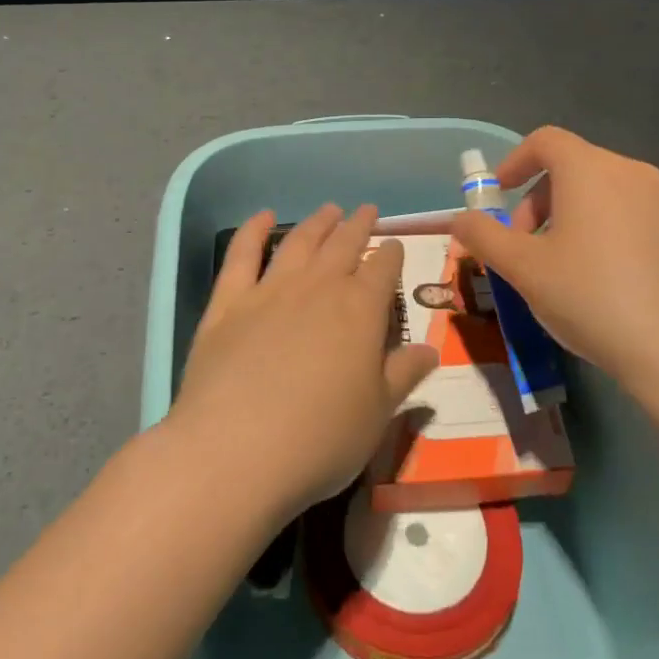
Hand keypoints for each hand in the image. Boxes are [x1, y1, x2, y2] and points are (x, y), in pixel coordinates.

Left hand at [170, 204, 441, 520]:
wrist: (236, 449)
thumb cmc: (321, 438)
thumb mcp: (378, 414)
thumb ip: (403, 375)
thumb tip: (430, 349)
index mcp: (361, 310)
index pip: (383, 269)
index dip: (391, 254)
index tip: (394, 245)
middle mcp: (319, 287)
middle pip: (344, 245)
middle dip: (358, 226)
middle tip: (366, 211)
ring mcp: (270, 290)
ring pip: (300, 242)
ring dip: (317, 223)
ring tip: (329, 209)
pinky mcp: (228, 303)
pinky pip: (242, 255)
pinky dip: (253, 231)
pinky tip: (263, 217)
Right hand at [451, 126, 658, 386]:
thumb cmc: (591, 296)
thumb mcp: (523, 268)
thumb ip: (484, 236)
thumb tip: (460, 218)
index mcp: (590, 170)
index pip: (545, 140)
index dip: (515, 162)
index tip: (499, 195)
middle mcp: (631, 172)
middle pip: (573, 166)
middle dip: (539, 199)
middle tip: (525, 245)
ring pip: (604, 191)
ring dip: (572, 215)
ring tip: (562, 264)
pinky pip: (634, 214)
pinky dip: (607, 229)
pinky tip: (605, 279)